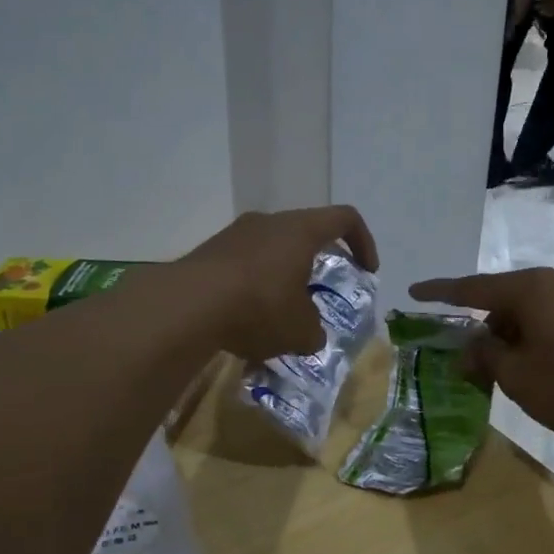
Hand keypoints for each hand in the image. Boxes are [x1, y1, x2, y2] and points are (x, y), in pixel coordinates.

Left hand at [177, 207, 378, 361]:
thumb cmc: (259, 307)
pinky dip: (253, 286)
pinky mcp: (208, 252)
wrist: (188, 306)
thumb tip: (311, 335)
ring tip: (280, 313)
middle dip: (318, 263)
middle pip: (305, 233)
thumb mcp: (300, 331)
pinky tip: (247, 319)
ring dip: (282, 276)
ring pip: (271, 250)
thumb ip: (314, 331)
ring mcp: (234, 234)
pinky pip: (243, 265)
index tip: (366, 271)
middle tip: (320, 294)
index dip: (363, 242)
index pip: (345, 218)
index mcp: (300, 230)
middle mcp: (268, 222)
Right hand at [407, 268, 553, 441]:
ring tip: (514, 374)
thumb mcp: (517, 376)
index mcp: (531, 289)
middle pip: (507, 300)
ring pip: (536, 313)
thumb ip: (485, 356)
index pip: (473, 287)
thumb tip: (469, 347)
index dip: (440, 293)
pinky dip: (542, 341)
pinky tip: (549, 372)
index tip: (414, 292)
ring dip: (516, 338)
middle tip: (475, 361)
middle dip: (486, 328)